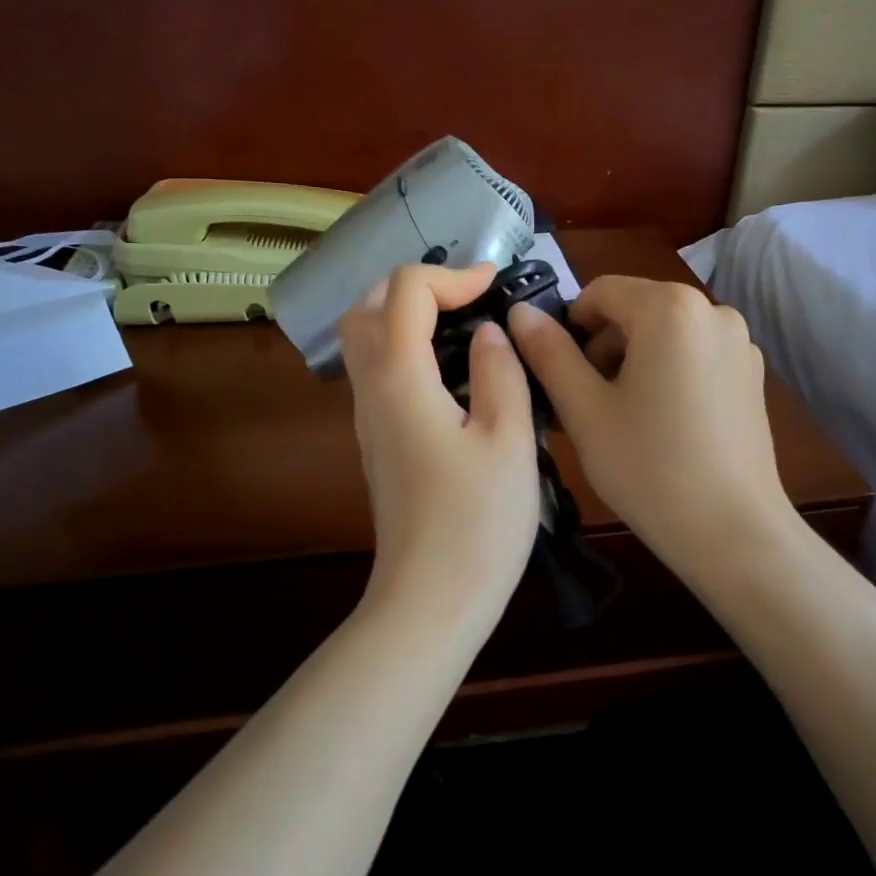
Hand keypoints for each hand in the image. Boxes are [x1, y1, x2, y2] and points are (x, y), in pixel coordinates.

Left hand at [339, 263, 539, 614]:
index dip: (454, 275)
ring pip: (367, 342)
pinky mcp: (379, 443)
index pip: (406, 290)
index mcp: (401, 378)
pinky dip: (409, 350)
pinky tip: (455, 374)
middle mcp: (372, 390)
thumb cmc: (477, 522)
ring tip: (465, 326)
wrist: (431, 599)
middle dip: (417, 287)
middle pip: (368, 308)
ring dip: (408, 316)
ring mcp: (369, 420)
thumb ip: (500, 372)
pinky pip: (380, 374)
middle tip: (470, 297)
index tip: (498, 286)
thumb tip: (489, 333)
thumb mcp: (508, 439)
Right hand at [508, 276, 791, 579]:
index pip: (600, 292)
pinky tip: (661, 425)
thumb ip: (548, 353)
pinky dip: (667, 373)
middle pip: (636, 309)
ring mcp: (740, 343)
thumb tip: (519, 312)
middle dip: (601, 346)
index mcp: (670, 308)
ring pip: (665, 334)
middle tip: (583, 403)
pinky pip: (694, 355)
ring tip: (620, 418)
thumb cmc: (648, 468)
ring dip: (632, 361)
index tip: (556, 374)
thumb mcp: (584, 410)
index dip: (568, 326)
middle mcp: (713, 310)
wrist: (733, 532)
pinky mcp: (752, 375)